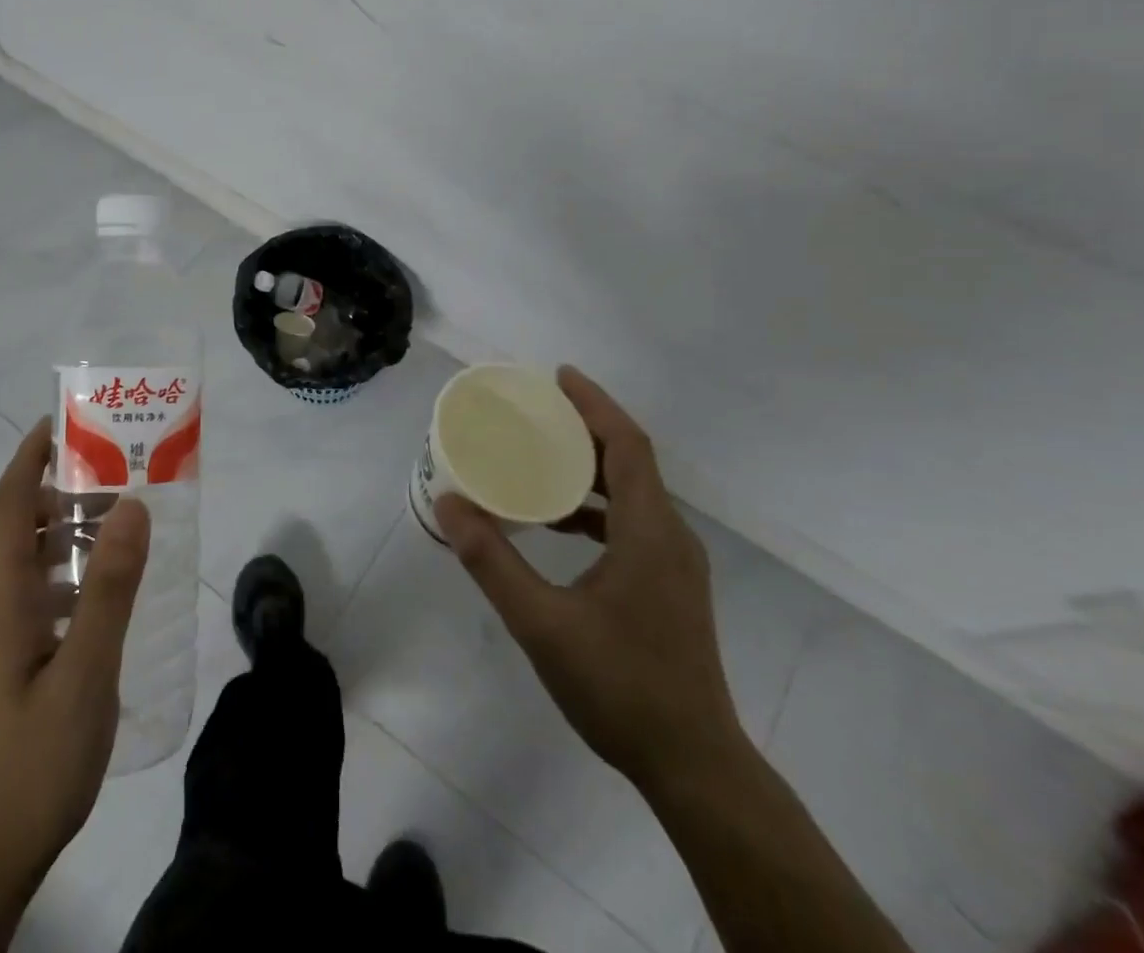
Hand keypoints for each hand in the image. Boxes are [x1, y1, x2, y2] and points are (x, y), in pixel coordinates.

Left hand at [0, 417, 150, 910]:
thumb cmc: (35, 761)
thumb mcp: (86, 671)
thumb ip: (110, 587)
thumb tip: (131, 504)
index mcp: (0, 600)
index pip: (7, 508)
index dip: (28, 459)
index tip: (61, 422)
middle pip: (17, 528)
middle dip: (58, 489)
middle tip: (115, 468)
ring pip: (28, 563)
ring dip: (66, 531)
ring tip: (121, 519)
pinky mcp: (9, 664)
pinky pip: (38, 595)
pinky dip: (69, 572)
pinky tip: (107, 590)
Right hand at [434, 366, 743, 790]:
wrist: (694, 766)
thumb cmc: (619, 687)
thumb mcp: (541, 623)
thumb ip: (492, 561)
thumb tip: (449, 504)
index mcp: (650, 531)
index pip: (627, 444)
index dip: (595, 403)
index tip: (558, 376)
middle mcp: (671, 536)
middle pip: (631, 460)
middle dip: (587, 427)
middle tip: (538, 410)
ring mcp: (676, 564)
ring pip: (634, 492)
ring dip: (591, 467)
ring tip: (541, 457)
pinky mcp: (671, 586)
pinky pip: (633, 521)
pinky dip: (597, 505)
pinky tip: (560, 523)